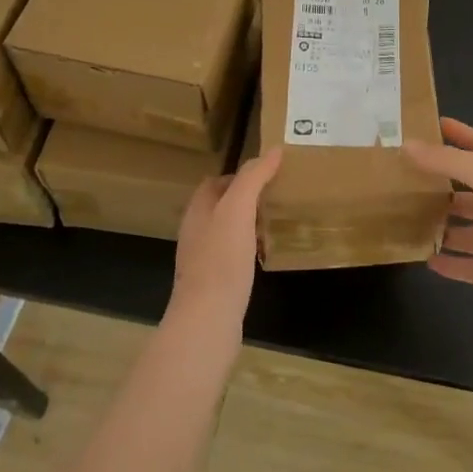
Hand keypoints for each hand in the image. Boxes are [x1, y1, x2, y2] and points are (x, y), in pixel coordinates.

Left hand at [168, 147, 281, 329]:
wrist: (207, 321)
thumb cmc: (221, 260)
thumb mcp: (238, 209)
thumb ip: (253, 178)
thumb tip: (273, 150)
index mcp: (197, 211)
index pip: (214, 182)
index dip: (239, 174)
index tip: (268, 173)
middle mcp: (196, 233)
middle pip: (220, 206)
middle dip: (245, 198)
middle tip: (277, 194)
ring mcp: (203, 261)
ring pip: (227, 232)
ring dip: (248, 224)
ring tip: (275, 220)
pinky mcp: (215, 284)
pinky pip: (233, 257)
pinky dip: (249, 249)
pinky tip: (266, 254)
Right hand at [405, 119, 472, 314]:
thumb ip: (445, 160)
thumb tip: (405, 144)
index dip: (457, 133)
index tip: (429, 124)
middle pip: (467, 190)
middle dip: (440, 184)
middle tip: (404, 179)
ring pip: (464, 229)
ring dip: (441, 225)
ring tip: (406, 219)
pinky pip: (465, 265)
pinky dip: (447, 263)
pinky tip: (423, 258)